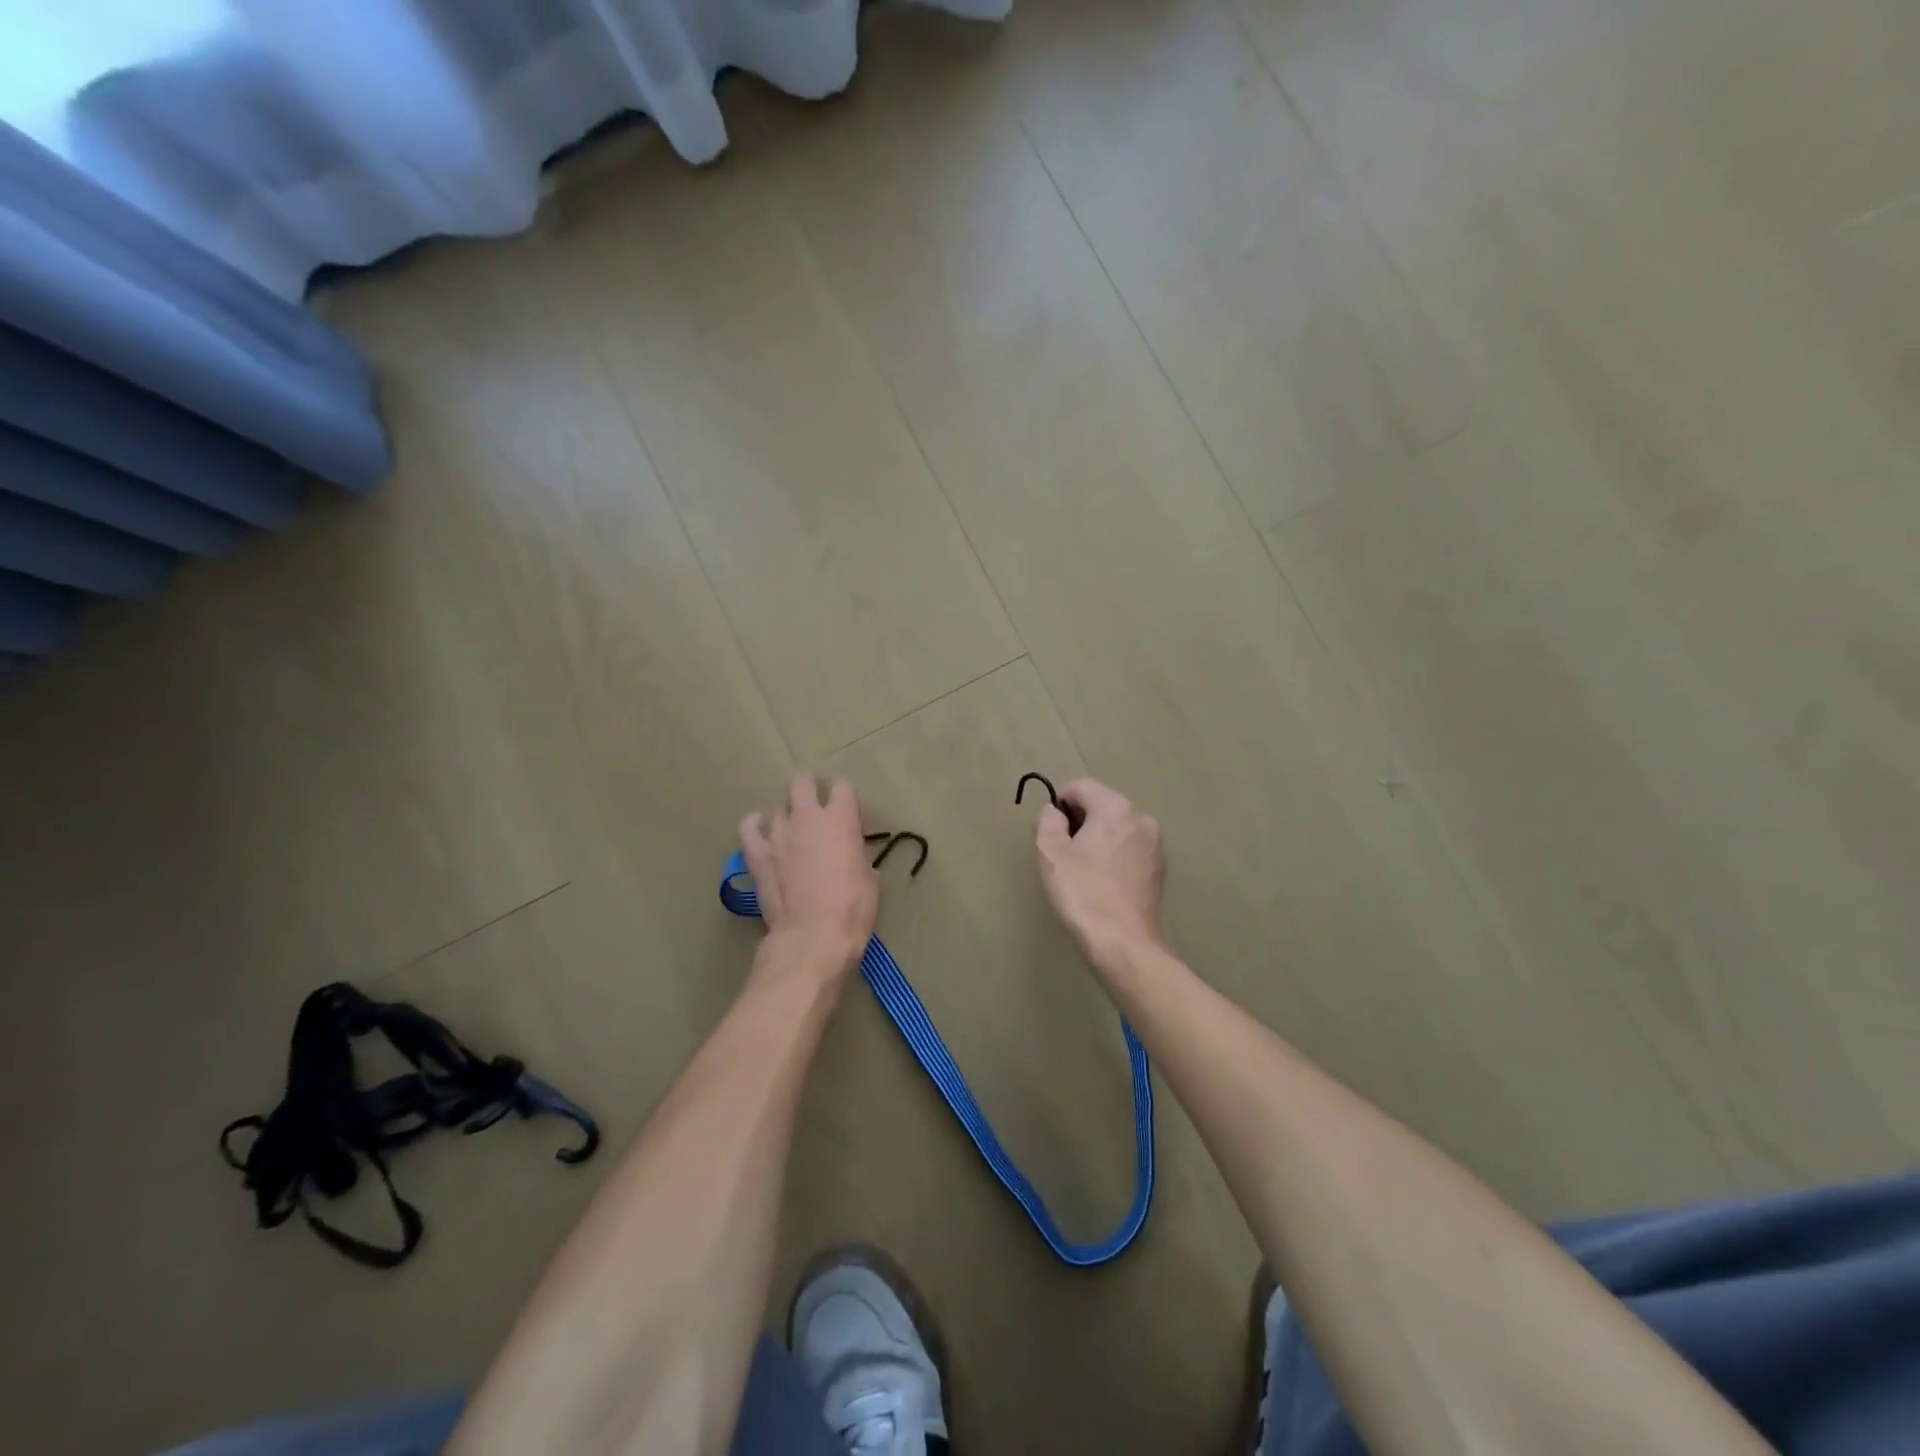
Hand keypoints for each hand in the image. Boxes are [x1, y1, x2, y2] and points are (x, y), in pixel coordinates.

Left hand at [739, 773, 878, 977]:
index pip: (842, 787)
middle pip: (802, 782)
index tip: (847, 809)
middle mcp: (807, 817)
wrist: (813, 937)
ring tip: (792, 833)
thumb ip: (856, 855)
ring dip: (786, 817)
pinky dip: (754, 825)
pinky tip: (760, 830)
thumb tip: (849, 855)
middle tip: (815, 803)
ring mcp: (778, 833)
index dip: (845, 797)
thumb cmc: (852, 909)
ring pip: (778, 808)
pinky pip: (748, 827)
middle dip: (808, 787)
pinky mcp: (757, 854)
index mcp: (841, 819)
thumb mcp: (870, 879)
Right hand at [1034, 778, 1166, 962]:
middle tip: (1062, 854)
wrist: (1123, 943)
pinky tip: (1102, 883)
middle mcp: (1141, 818)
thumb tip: (1053, 812)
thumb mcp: (1051, 854)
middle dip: (1079, 821)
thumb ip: (1048, 822)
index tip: (1050, 832)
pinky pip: (1129, 848)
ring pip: (1116, 828)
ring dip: (1096, 839)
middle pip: (1101, 805)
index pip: (1081, 787)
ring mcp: (1155, 844)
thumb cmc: (1082, 893)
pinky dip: (1113, 856)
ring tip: (1082, 871)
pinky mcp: (1159, 869)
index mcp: (1116, 808)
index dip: (1059, 804)